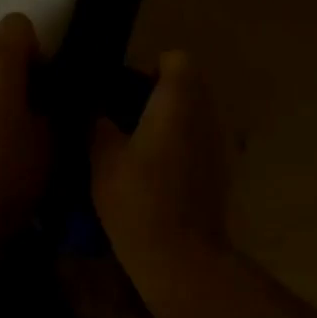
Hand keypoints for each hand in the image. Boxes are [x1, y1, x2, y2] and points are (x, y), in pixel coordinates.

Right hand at [90, 52, 230, 279]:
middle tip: (123, 117)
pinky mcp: (220, 170)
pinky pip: (197, 141)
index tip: (124, 90)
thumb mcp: (103, 157)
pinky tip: (153, 173)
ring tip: (134, 146)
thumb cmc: (139, 198)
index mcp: (178, 99)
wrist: (182, 258)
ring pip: (193, 114)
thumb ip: (98, 123)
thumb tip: (96, 111)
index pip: (175, 59)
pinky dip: (179, 146)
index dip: (150, 68)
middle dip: (156, 94)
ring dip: (168, 121)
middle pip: (186, 85)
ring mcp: (217, 142)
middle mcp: (204, 113)